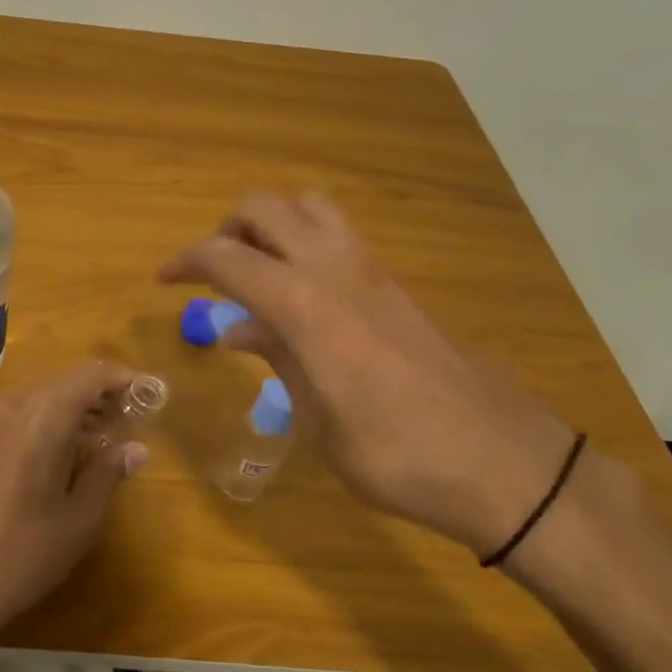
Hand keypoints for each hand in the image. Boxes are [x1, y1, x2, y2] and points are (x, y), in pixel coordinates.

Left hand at [0, 360, 149, 638]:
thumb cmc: (20, 555)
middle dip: (98, 394)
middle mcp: (9, 407)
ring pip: (37, 398)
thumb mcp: (78, 521)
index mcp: (40, 418)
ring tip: (99, 438)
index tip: (150, 394)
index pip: (90, 375)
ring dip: (71, 408)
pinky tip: (55, 454)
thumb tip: (137, 449)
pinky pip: (14, 416)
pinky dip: (43, 421)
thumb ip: (108, 474)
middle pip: (62, 382)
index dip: (123, 379)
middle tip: (129, 421)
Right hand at [160, 193, 573, 556]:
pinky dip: (305, 247)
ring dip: (271, 227)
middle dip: (226, 229)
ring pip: (308, 208)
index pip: (227, 257)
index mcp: (305, 304)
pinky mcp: (399, 285)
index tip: (164, 281)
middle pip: (265, 207)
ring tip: (258, 276)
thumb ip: (277, 359)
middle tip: (214, 275)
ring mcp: (373, 271)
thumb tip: (238, 329)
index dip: (186, 262)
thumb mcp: (318, 420)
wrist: (507, 465)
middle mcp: (335, 269)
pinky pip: (338, 238)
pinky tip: (304, 303)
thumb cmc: (397, 455)